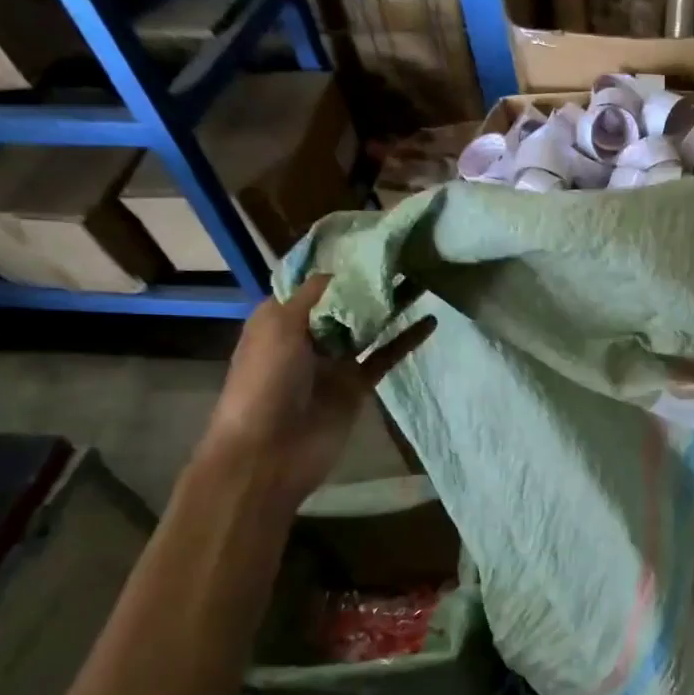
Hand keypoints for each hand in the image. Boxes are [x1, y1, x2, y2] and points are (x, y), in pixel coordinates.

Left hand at [197, 275, 434, 505]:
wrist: (268, 453)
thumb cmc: (264, 383)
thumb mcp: (279, 327)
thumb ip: (313, 296)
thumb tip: (342, 270)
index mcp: (280, 318)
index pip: (313, 283)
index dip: (340, 264)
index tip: (372, 241)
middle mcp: (308, 335)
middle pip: (345, 302)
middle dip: (371, 281)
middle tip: (407, 254)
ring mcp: (335, 362)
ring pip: (368, 327)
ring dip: (392, 306)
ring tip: (422, 279)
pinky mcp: (358, 385)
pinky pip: (385, 356)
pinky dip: (406, 340)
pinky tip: (429, 321)